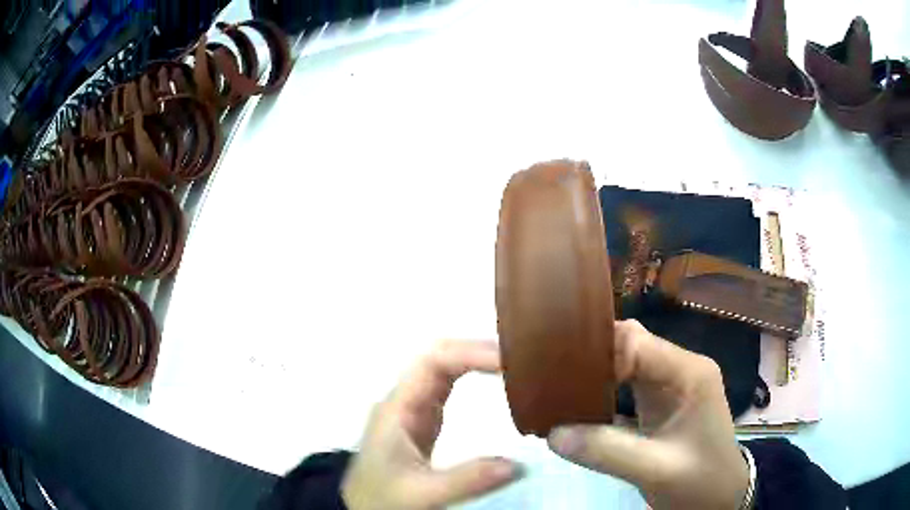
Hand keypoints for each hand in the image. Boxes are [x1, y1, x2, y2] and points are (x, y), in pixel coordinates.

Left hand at [342, 340, 522, 509]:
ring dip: (474, 359)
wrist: (361, 508)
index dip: (469, 353)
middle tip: (518, 357)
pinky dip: (472, 376)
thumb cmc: (382, 498)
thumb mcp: (422, 494)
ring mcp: (412, 408)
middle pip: (437, 357)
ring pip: (443, 368)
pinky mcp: (423, 420)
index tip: (507, 361)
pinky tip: (493, 380)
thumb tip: (519, 465)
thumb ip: (468, 480)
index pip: (431, 362)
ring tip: (513, 362)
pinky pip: (447, 387)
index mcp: (397, 408)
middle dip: (475, 350)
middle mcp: (403, 400)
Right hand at [548, 320, 748, 509]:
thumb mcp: (655, 470)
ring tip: (558, 389)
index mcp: (689, 373)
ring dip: (594, 373)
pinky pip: (627, 383)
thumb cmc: (699, 481)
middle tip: (552, 378)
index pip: (637, 342)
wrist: (720, 497)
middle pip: (630, 344)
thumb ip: (606, 451)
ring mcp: (672, 383)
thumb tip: (552, 434)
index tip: (565, 380)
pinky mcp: (662, 400)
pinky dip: (602, 390)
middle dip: (592, 358)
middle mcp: (681, 368)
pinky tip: (579, 405)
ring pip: (626, 361)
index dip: (599, 354)